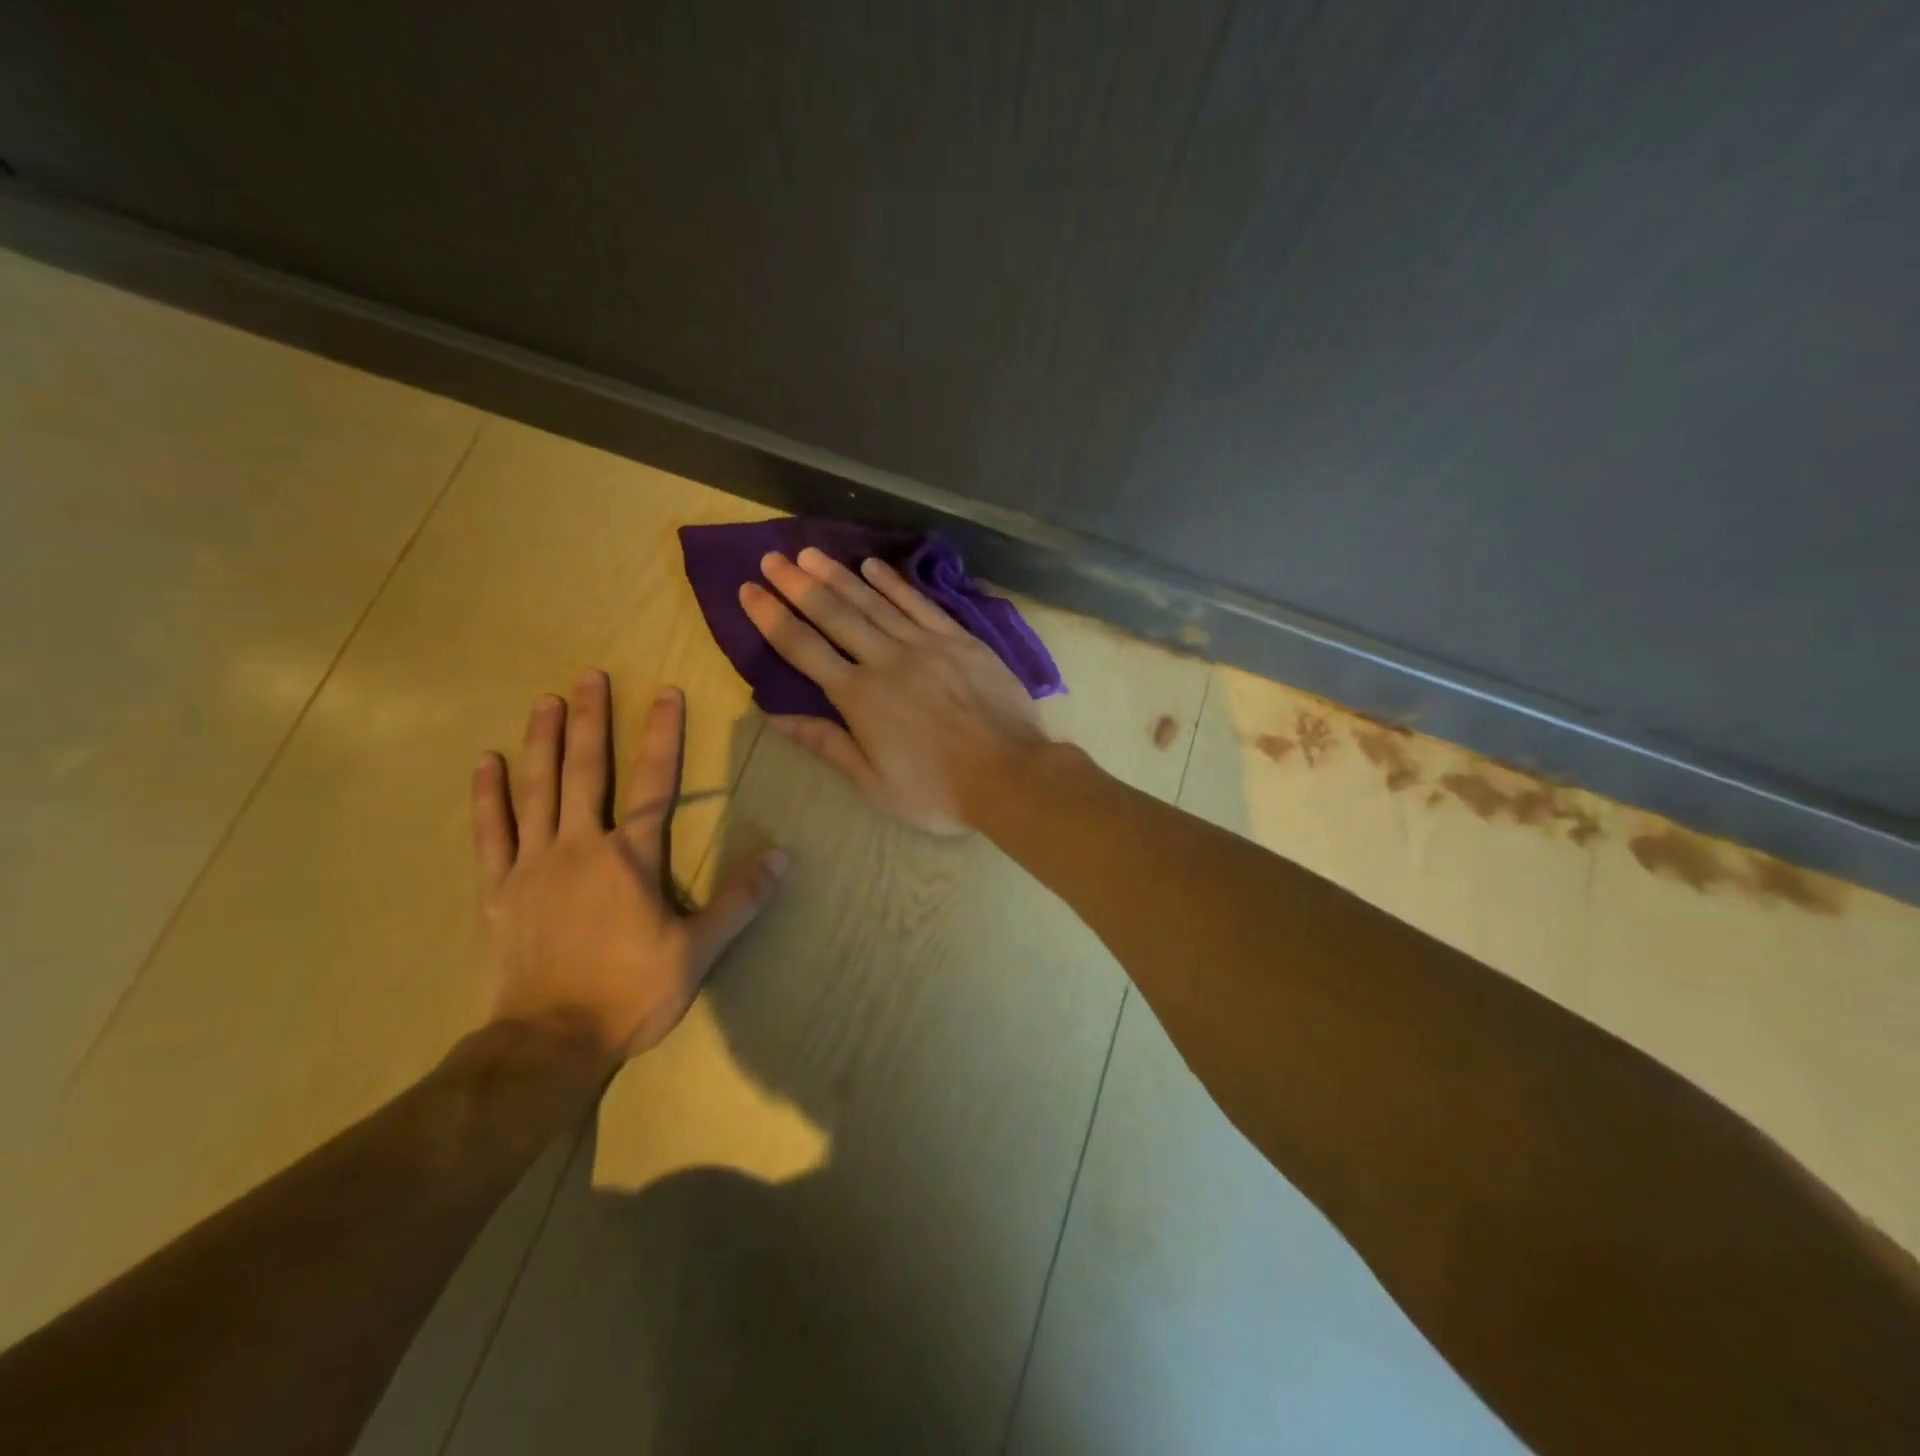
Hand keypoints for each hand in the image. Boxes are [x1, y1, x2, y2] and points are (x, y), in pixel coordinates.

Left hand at [472, 671, 786, 1060]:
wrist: (550, 1043)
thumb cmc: (631, 993)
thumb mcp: (699, 951)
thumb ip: (740, 900)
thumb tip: (784, 856)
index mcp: (631, 859)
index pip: (654, 784)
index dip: (662, 736)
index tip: (665, 692)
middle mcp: (581, 847)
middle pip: (587, 772)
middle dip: (591, 720)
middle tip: (590, 676)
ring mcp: (533, 864)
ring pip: (537, 790)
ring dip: (542, 742)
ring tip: (545, 701)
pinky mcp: (498, 889)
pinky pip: (490, 832)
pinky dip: (488, 795)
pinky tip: (487, 762)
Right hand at [738, 549, 1047, 833]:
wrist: (1010, 775)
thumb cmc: (938, 790)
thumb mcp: (873, 782)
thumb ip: (825, 743)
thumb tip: (774, 715)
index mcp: (859, 698)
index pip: (803, 648)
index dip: (771, 617)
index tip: (748, 590)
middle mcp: (886, 660)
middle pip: (834, 614)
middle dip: (798, 584)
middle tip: (772, 557)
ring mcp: (926, 645)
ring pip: (873, 601)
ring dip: (839, 575)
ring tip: (810, 553)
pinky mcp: (959, 640)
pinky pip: (920, 604)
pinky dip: (894, 583)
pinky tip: (873, 566)